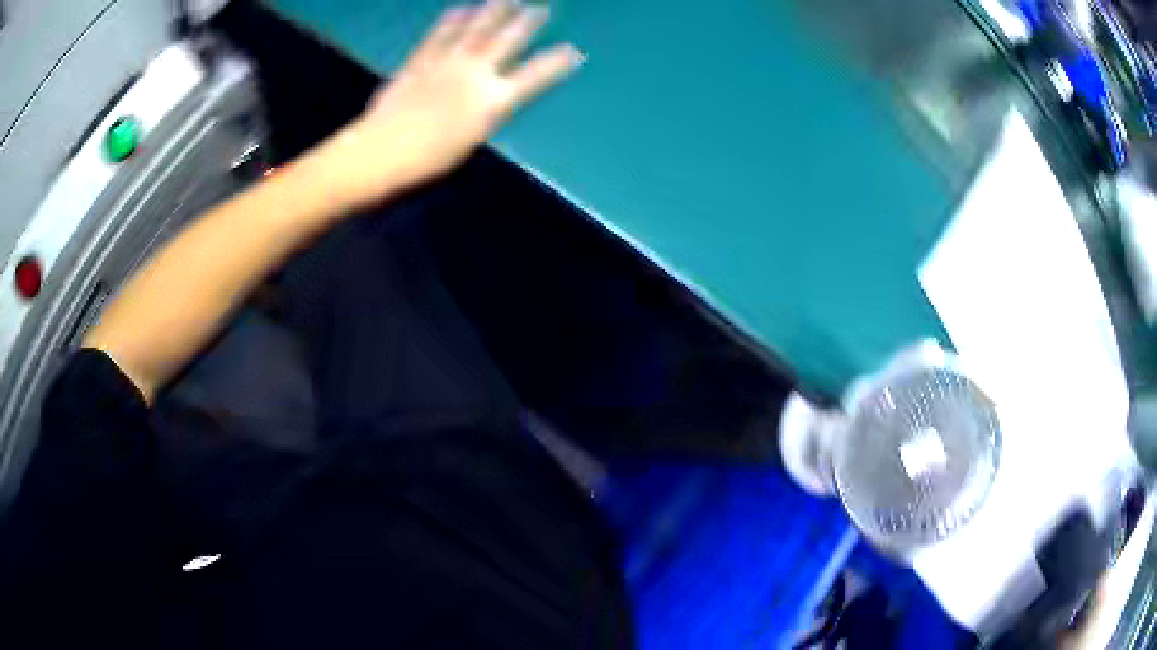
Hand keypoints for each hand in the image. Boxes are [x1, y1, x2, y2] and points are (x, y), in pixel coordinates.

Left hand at [317, 0, 583, 207]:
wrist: (383, 151)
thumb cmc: (429, 160)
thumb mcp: (470, 142)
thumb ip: (484, 114)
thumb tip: (491, 98)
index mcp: (493, 101)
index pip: (534, 77)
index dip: (555, 64)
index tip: (574, 51)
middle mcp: (475, 74)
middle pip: (506, 41)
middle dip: (527, 22)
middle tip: (541, 7)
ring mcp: (446, 63)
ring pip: (475, 30)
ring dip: (492, 12)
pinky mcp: (420, 61)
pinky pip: (438, 36)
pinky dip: (450, 22)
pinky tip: (459, 9)